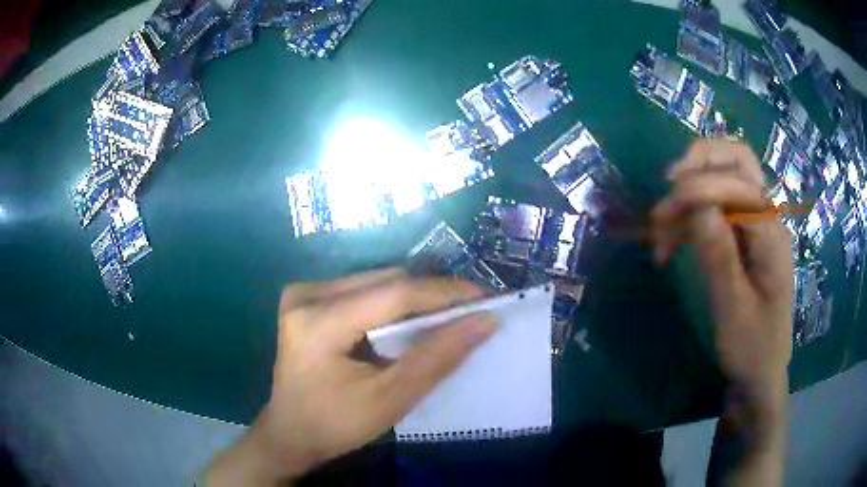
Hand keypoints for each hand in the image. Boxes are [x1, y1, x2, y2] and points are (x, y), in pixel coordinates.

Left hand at [204, 269, 496, 484]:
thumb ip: (436, 359)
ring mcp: (303, 294)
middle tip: (469, 311)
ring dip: (413, 298)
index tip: (484, 298)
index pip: (393, 293)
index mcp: (318, 321)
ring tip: (446, 317)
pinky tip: (409, 322)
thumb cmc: (335, 425)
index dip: (444, 293)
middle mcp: (307, 295)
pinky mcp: (307, 300)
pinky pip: (362, 290)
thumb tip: (483, 322)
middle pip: (384, 281)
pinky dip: (392, 303)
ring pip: (376, 282)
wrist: (290, 433)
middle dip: (431, 295)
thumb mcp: (390, 399)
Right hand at [652, 140, 792, 398]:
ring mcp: (758, 224)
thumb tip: (699, 206)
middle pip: (739, 159)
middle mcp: (768, 217)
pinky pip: (719, 204)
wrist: (761, 372)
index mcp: (772, 235)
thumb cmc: (751, 348)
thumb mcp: (733, 311)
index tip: (662, 215)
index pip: (738, 184)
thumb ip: (720, 257)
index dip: (698, 188)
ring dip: (693, 186)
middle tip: (669, 183)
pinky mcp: (746, 236)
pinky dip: (693, 210)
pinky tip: (674, 238)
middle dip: (700, 162)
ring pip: (727, 175)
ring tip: (663, 223)